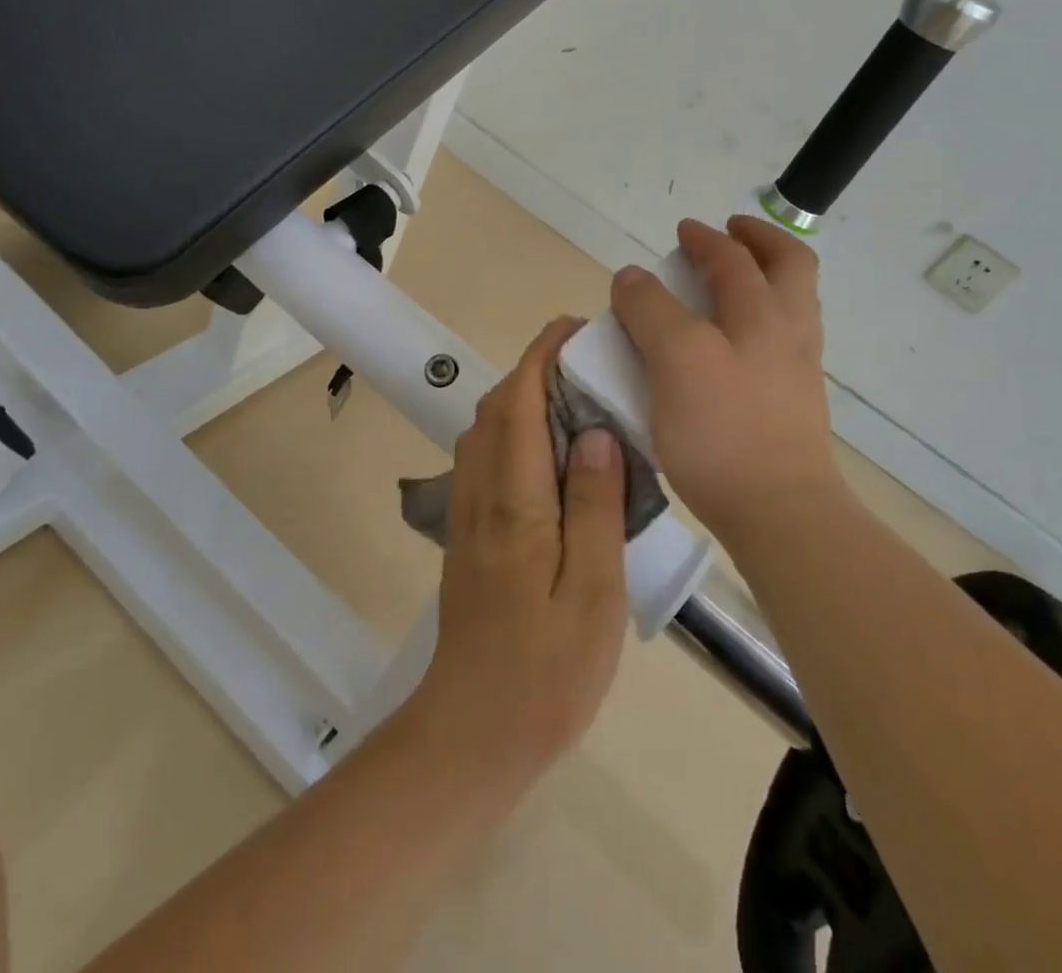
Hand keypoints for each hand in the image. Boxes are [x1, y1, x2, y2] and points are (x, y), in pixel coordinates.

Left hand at [411, 318, 629, 784]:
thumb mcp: (593, 592)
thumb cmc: (545, 670)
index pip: (518, 403)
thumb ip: (594, 506)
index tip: (573, 328)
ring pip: (485, 433)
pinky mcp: (467, 537)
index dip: (541, 356)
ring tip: (574, 403)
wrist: (474, 732)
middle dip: (532, 371)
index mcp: (513, 501)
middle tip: (585, 365)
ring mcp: (467, 516)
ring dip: (520, 400)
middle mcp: (479, 494)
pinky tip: (551, 459)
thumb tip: (594, 431)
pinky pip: (485, 461)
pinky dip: (513, 434)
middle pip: (495, 409)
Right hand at [611, 216, 839, 542]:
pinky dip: (760, 321)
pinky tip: (733, 343)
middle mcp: (788, 333)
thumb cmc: (722, 429)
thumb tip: (633, 276)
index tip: (682, 231)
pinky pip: (780, 343)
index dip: (703, 239)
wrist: (779, 511)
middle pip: (789, 268)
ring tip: (730, 283)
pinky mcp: (792, 405)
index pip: (732, 258)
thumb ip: (651, 310)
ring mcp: (797, 371)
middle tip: (730, 235)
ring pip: (791, 306)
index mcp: (762, 313)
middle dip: (761, 242)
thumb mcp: (675, 358)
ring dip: (765, 279)